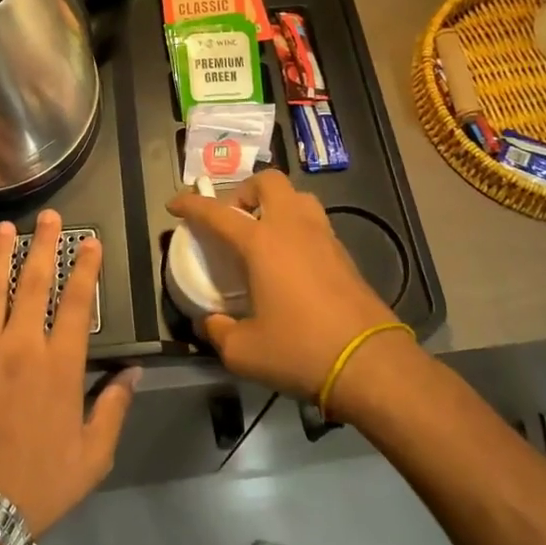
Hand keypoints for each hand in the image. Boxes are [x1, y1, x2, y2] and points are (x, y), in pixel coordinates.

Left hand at [0, 210, 138, 538]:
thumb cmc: (41, 482)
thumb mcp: (93, 454)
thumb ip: (114, 407)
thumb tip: (135, 371)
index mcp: (59, 364)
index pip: (77, 302)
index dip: (84, 267)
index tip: (89, 240)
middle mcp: (20, 345)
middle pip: (34, 283)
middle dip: (44, 245)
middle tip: (48, 216)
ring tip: (3, 228)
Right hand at [167, 171, 396, 400]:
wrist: (370, 363)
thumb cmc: (300, 350)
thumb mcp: (244, 352)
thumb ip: (219, 332)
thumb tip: (209, 323)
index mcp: (261, 243)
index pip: (217, 212)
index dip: (191, 204)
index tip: (175, 204)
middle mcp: (292, 227)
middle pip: (268, 182)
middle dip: (245, 191)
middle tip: (234, 219)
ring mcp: (323, 237)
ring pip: (298, 197)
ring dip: (276, 204)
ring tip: (265, 235)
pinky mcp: (345, 254)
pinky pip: (315, 223)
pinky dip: (297, 228)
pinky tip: (292, 261)